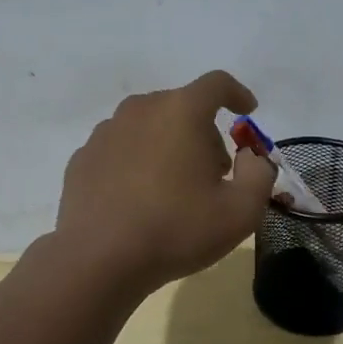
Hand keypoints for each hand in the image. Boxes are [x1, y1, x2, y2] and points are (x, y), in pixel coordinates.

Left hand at [54, 71, 277, 295]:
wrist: (97, 260)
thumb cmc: (176, 230)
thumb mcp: (240, 212)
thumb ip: (259, 174)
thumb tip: (249, 156)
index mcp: (181, 111)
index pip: (216, 84)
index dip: (237, 93)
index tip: (248, 110)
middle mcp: (140, 110)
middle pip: (182, 106)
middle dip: (204, 131)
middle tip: (214, 172)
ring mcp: (106, 132)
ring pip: (149, 126)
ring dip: (169, 145)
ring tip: (174, 189)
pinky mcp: (83, 157)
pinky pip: (122, 148)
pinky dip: (137, 162)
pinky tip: (139, 199)